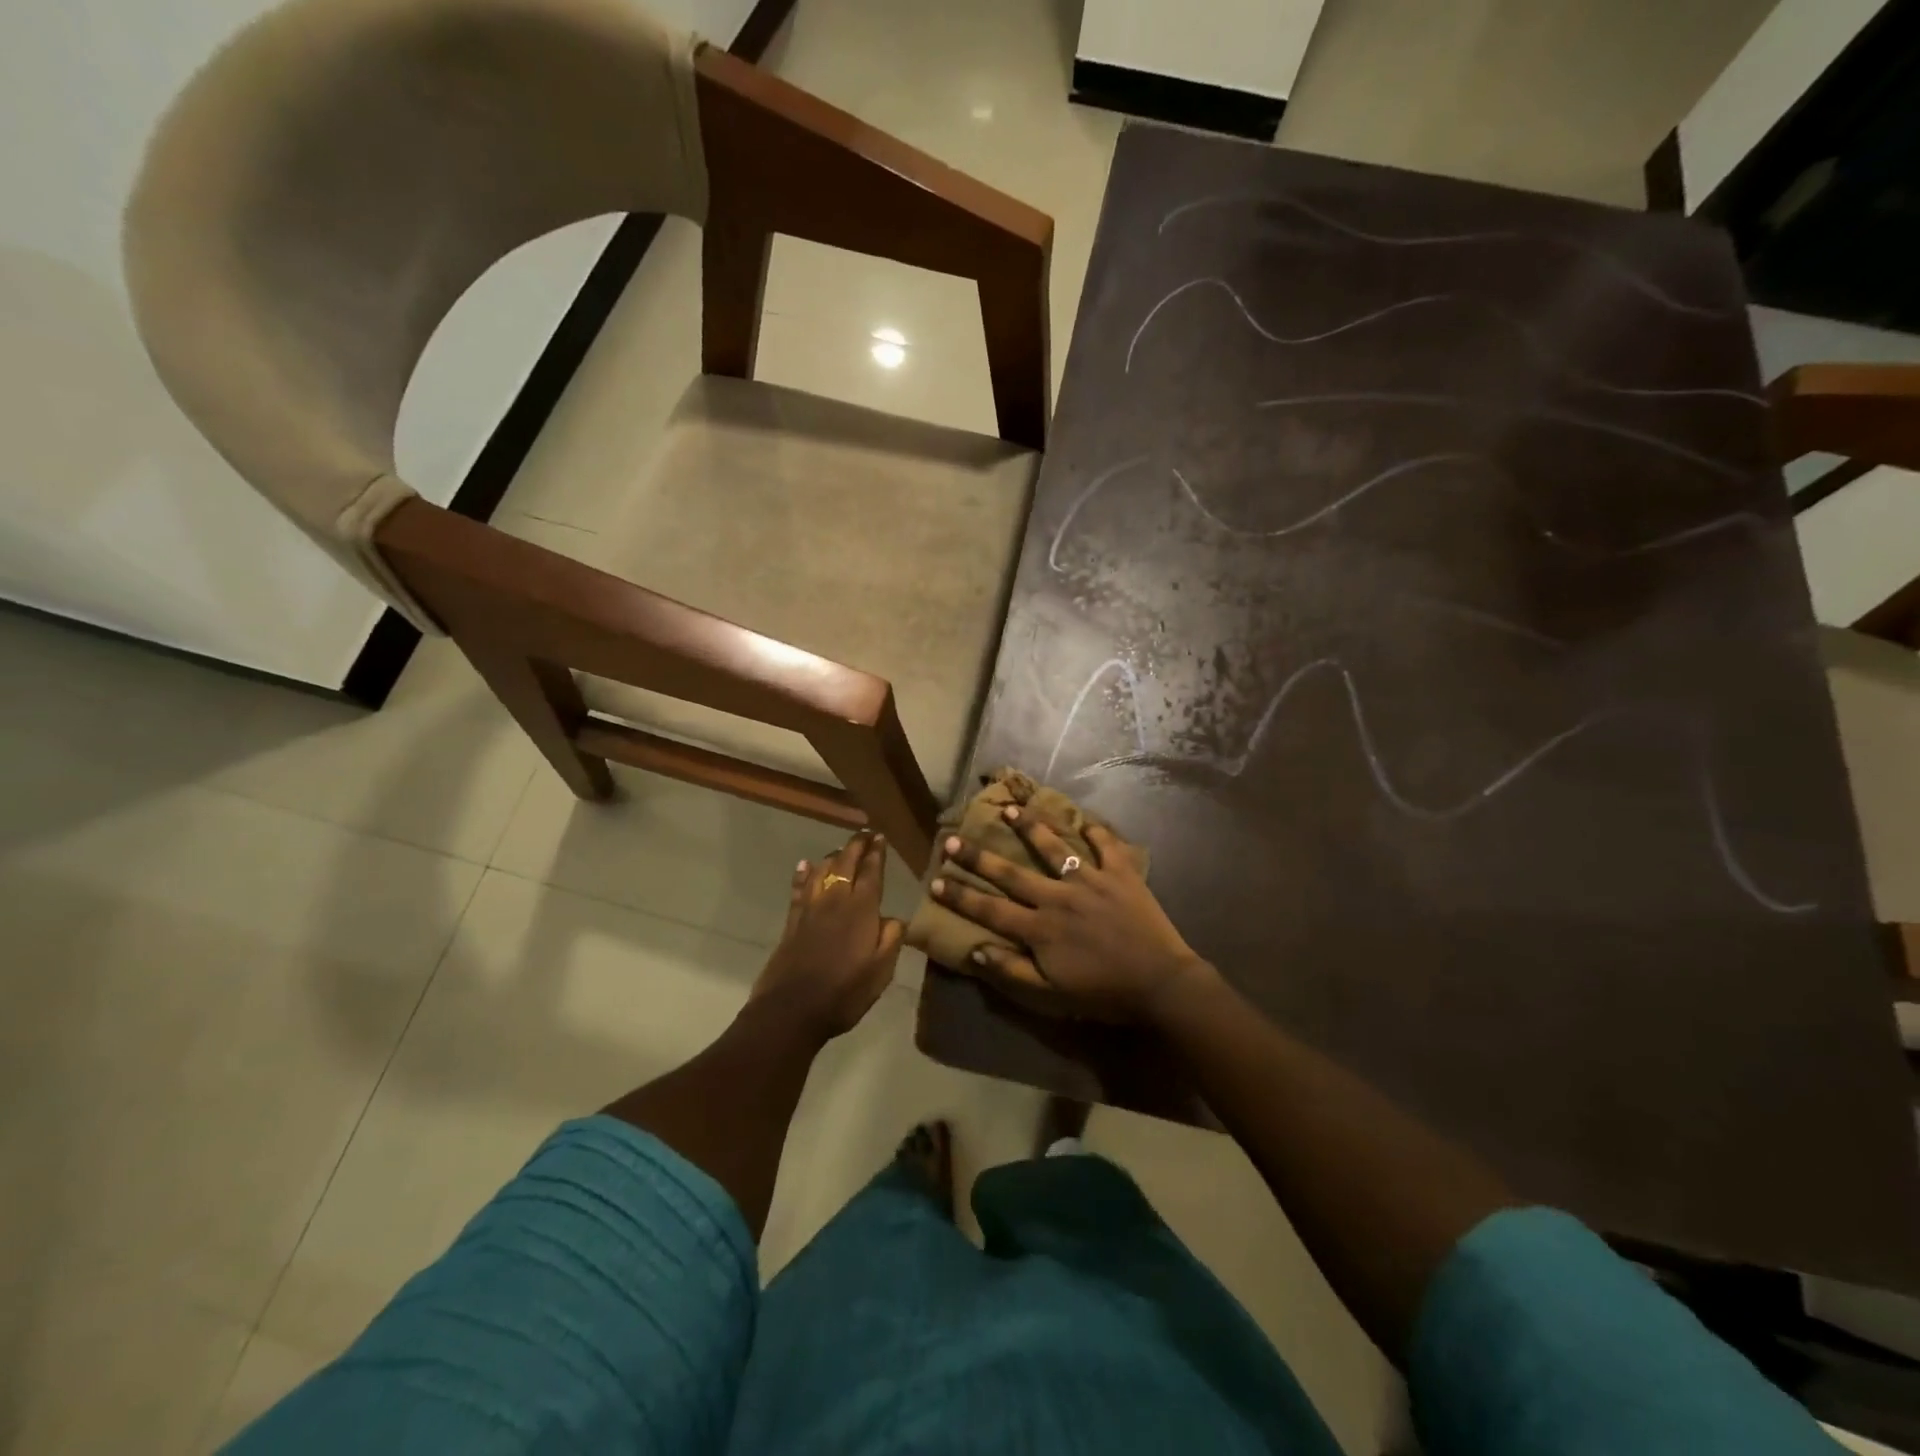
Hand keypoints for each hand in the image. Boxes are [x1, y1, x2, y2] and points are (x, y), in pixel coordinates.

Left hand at [750, 829, 903, 1039]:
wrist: (791, 1010)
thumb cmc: (843, 993)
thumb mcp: (881, 972)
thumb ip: (891, 940)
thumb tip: (895, 918)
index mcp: (861, 911)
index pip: (871, 873)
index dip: (876, 853)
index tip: (880, 837)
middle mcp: (835, 901)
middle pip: (845, 864)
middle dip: (856, 846)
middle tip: (864, 834)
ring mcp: (810, 910)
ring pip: (821, 871)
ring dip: (832, 856)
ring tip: (841, 850)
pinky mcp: (792, 922)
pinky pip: (799, 889)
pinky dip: (803, 874)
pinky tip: (805, 865)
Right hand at [930, 809, 1215, 1022]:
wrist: (1160, 984)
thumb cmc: (1103, 993)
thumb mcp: (1052, 993)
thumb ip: (1011, 971)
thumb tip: (975, 949)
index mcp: (1040, 928)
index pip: (991, 909)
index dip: (960, 896)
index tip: (935, 879)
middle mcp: (1059, 897)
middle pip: (1012, 873)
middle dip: (978, 856)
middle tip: (953, 838)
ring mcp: (1091, 880)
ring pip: (1055, 848)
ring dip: (1031, 827)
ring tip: (1011, 809)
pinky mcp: (1121, 874)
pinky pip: (1107, 846)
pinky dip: (1096, 831)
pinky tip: (1085, 819)